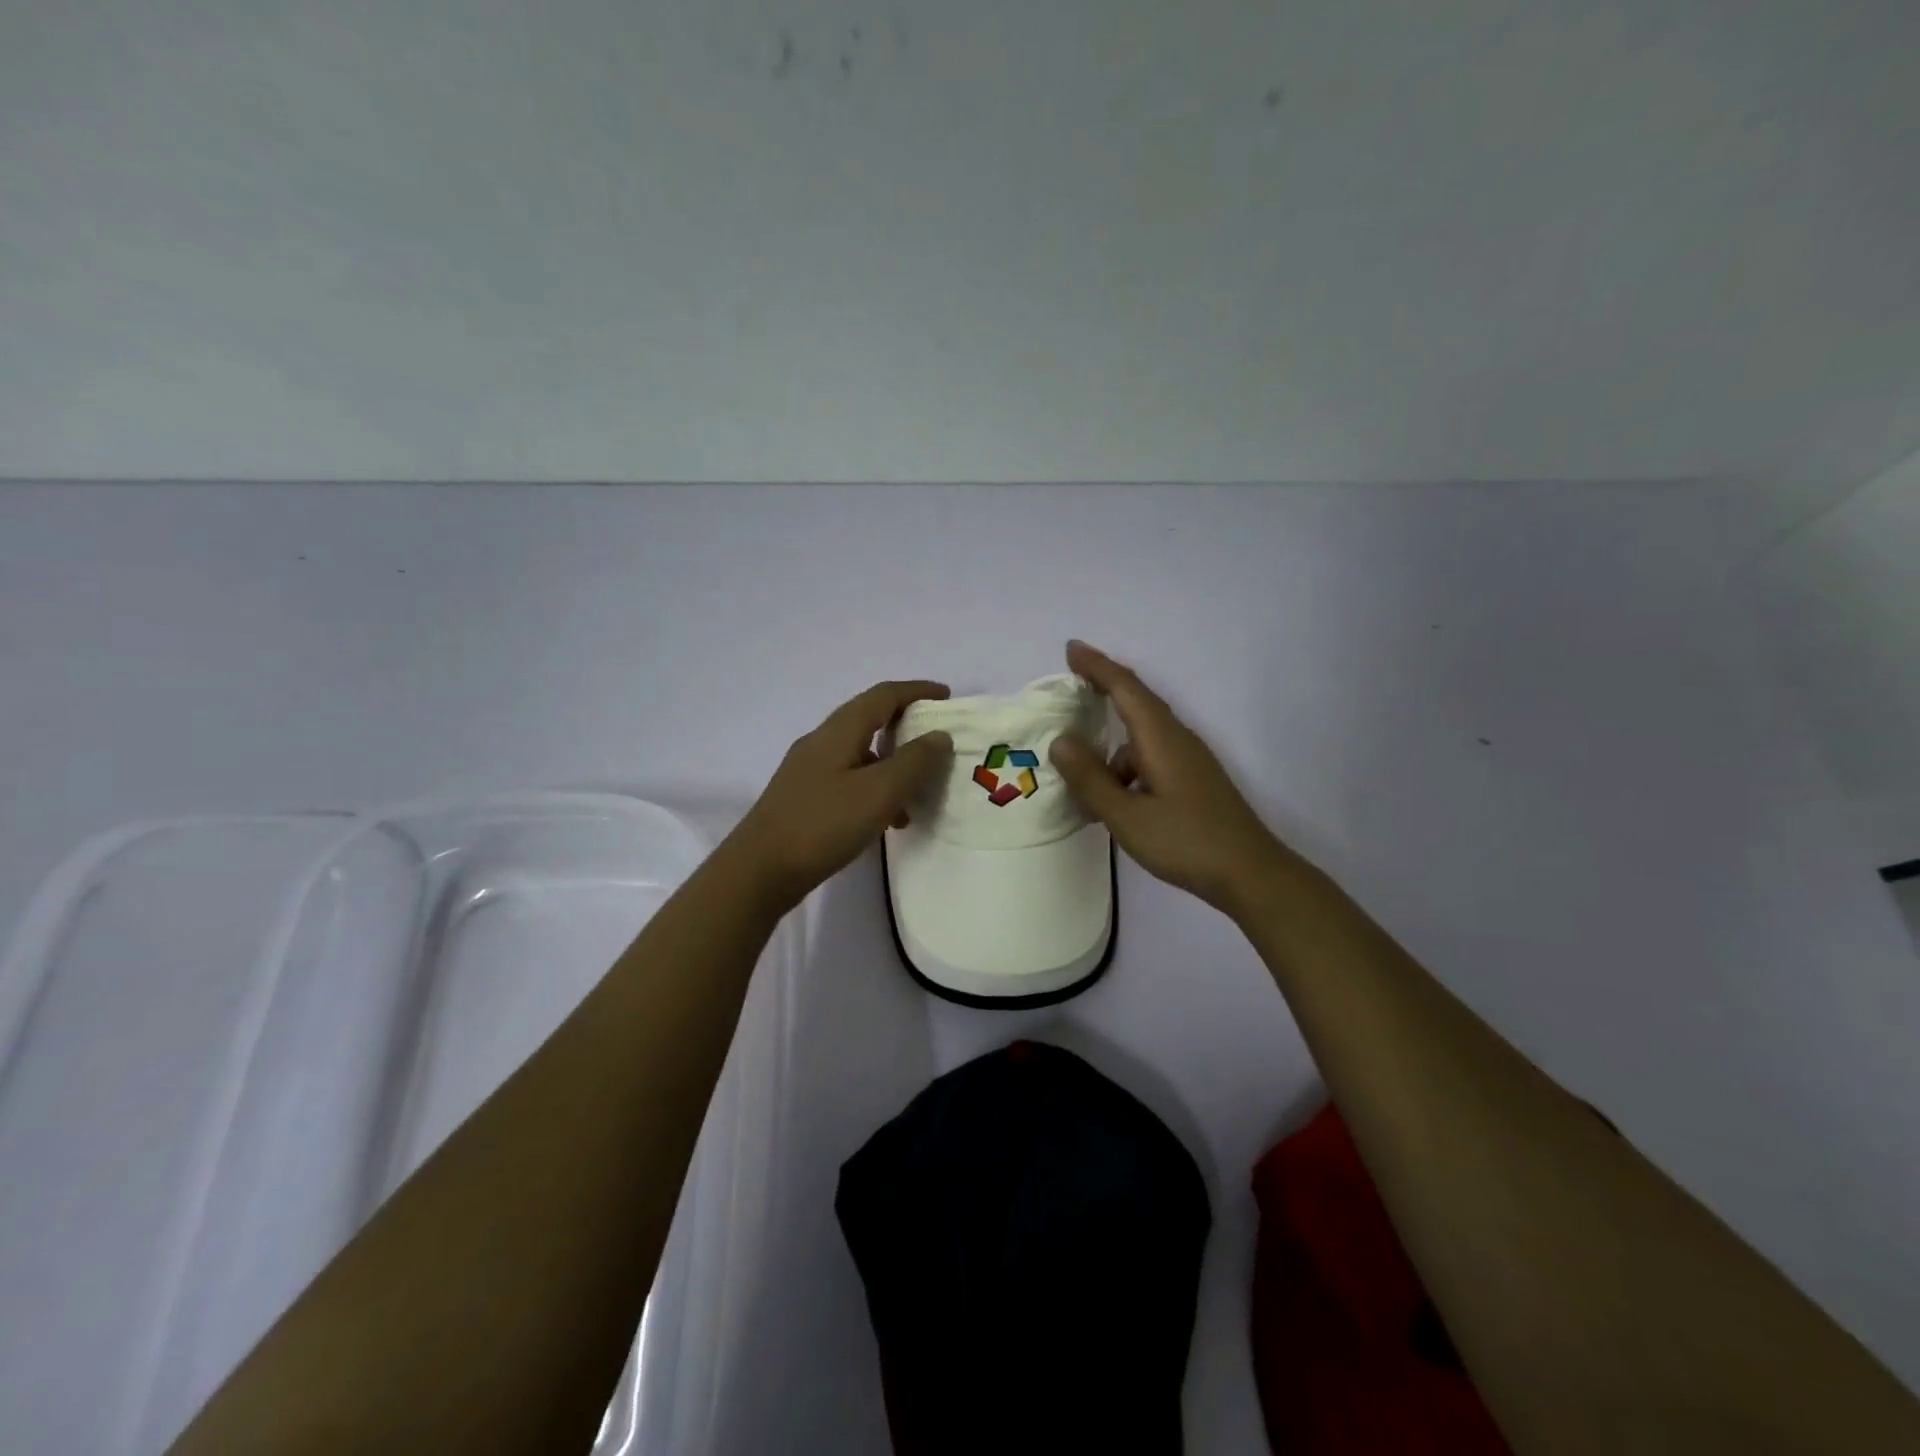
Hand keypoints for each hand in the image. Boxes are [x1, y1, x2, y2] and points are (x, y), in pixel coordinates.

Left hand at [724, 680, 953, 913]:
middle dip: (906, 726)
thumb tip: (939, 736)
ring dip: (893, 765)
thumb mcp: (879, 792)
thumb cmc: (823, 825)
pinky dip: (875, 790)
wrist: (759, 871)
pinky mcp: (804, 798)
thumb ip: (914, 762)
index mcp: (838, 731)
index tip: (947, 696)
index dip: (916, 691)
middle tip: (937, 741)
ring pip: (861, 755)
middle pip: (869, 720)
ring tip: (918, 794)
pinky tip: (887, 821)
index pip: (883, 695)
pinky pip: (849, 781)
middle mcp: (821, 742)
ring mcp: (808, 771)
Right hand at [1049, 641, 1293, 916]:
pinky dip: (1127, 768)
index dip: (1097, 666)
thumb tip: (1061, 740)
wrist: (1251, 874)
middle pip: (1138, 702)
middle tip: (1073, 684)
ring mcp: (1190, 760)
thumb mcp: (1126, 816)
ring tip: (1085, 783)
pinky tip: (1116, 801)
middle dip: (1105, 689)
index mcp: (1161, 738)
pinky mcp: (1194, 780)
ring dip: (1112, 748)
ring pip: (1142, 738)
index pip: (1125, 688)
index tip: (1071, 649)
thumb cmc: (1186, 842)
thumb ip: (1091, 778)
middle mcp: (1177, 739)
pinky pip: (1152, 758)